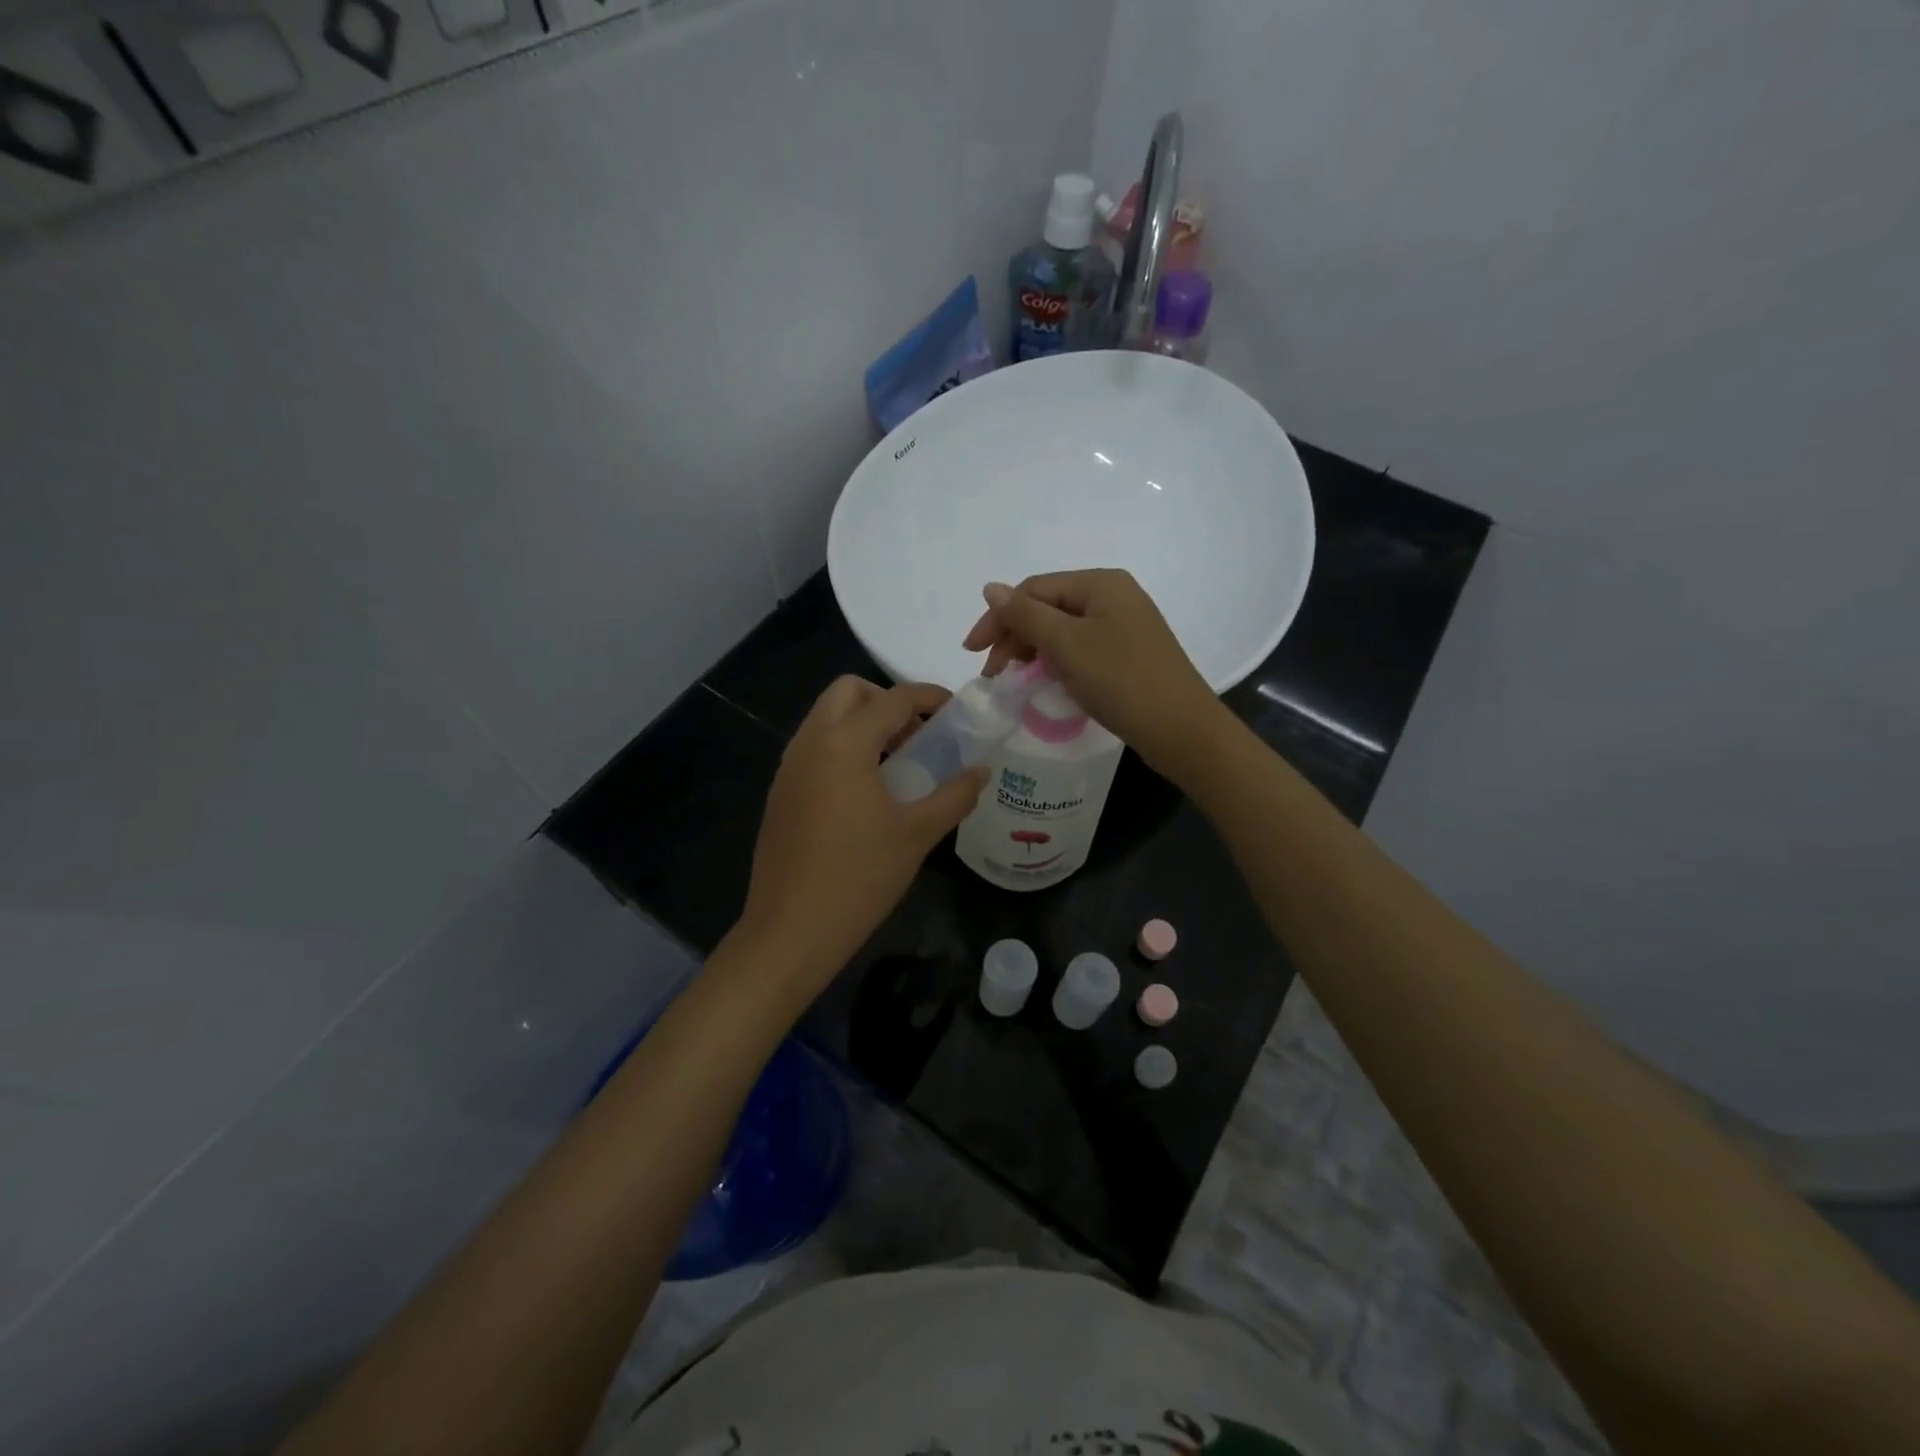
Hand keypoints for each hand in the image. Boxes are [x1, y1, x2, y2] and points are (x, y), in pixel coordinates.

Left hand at [738, 676, 987, 998]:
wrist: (790, 931)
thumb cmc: (860, 878)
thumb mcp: (917, 835)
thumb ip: (954, 795)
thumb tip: (982, 770)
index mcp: (845, 743)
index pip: (894, 699)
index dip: (930, 697)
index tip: (957, 710)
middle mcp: (810, 742)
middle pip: (849, 692)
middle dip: (887, 701)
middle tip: (919, 735)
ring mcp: (789, 767)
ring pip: (826, 718)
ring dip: (863, 723)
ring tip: (898, 764)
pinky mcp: (780, 792)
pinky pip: (814, 747)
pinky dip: (842, 747)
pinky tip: (866, 792)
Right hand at [962, 568, 1223, 774]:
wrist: (1181, 730)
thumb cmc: (1120, 680)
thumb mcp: (1065, 644)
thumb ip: (1024, 615)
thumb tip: (991, 588)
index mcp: (1100, 583)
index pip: (1034, 589)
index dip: (998, 618)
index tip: (973, 654)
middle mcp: (1114, 596)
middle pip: (1048, 608)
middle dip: (1015, 637)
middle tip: (994, 674)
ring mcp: (1124, 626)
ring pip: (1063, 631)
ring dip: (1033, 652)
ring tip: (1016, 680)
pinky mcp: (1128, 654)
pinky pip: (1081, 649)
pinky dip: (1057, 663)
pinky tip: (1047, 683)